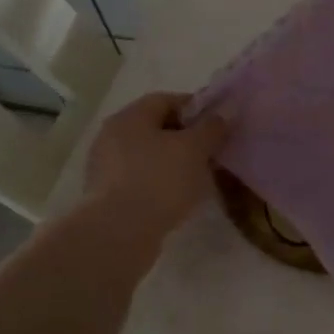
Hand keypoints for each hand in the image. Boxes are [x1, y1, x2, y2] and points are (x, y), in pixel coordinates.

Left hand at [83, 93, 228, 235]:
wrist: (118, 234)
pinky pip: (140, 179)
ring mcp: (105, 166)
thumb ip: (212, 127)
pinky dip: (160, 183)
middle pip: (156, 127)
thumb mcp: (194, 149)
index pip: (166, 100)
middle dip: (186, 137)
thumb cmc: (159, 180)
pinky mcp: (106, 195)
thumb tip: (227, 109)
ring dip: (173, 162)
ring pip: (148, 155)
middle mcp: (112, 135)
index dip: (196, 108)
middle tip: (212, 152)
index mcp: (130, 116)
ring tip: (198, 178)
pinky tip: (177, 197)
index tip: (218, 125)